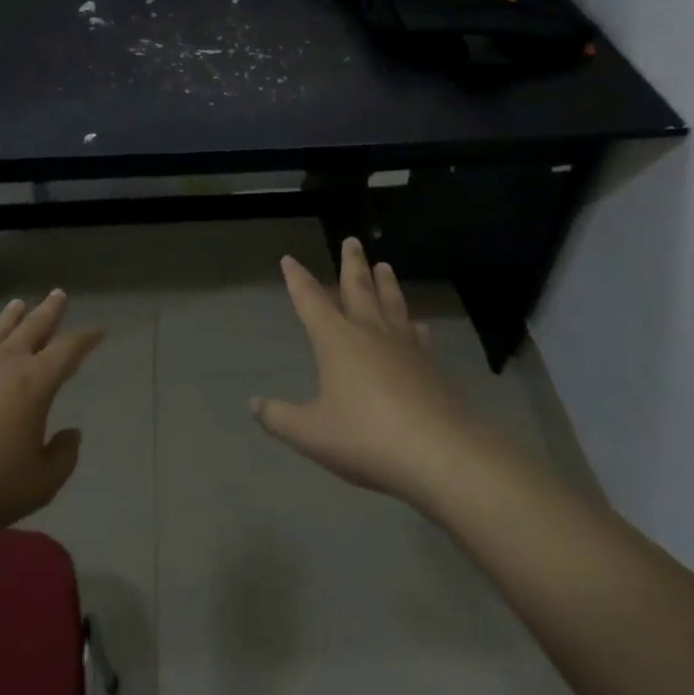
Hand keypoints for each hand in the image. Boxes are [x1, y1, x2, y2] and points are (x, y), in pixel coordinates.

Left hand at [0, 290, 103, 548]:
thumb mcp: (40, 484)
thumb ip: (63, 456)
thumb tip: (71, 434)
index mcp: (34, 384)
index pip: (68, 351)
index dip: (86, 339)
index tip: (99, 331)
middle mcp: (3, 365)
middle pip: (31, 329)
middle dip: (48, 312)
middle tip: (58, 294)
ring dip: (9, 317)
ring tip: (18, 303)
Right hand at [252, 237, 486, 508]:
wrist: (439, 453)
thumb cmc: (366, 437)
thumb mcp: (311, 433)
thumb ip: (280, 418)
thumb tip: (254, 405)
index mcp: (336, 340)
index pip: (311, 300)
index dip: (298, 279)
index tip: (289, 259)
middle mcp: (370, 332)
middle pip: (358, 288)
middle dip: (352, 264)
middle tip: (352, 241)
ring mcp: (405, 347)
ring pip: (392, 304)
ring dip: (386, 284)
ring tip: (384, 266)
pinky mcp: (431, 366)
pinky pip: (418, 336)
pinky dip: (413, 325)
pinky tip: (418, 325)